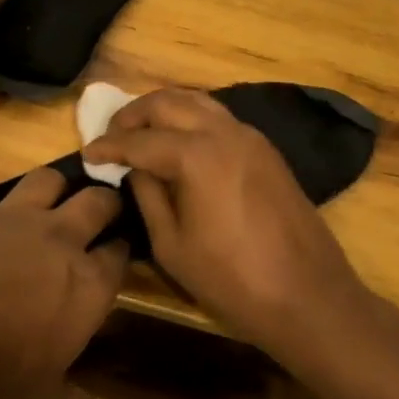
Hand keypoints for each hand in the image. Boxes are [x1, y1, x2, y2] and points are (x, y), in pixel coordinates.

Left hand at [0, 169, 128, 398]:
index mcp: (85, 282)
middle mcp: (56, 237)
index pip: (120, 254)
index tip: (120, 252)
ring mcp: (8, 216)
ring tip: (47, 200)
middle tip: (101, 211)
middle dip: (104, 202)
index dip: (122, 251)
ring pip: (45, 180)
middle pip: (96, 201)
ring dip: (51, 187)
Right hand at [83, 88, 368, 352]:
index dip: (109, 146)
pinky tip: (179, 143)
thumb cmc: (233, 281)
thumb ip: (148, 196)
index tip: (87, 153)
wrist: (310, 297)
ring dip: (163, 109)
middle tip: (112, 136)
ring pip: (196, 101)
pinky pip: (218, 117)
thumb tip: (135, 168)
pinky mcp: (265, 149)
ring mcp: (250, 137)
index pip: (139, 140)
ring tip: (141, 132)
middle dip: (133, 114)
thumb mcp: (172, 246)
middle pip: (168, 102)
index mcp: (196, 155)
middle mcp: (223, 132)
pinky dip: (191, 118)